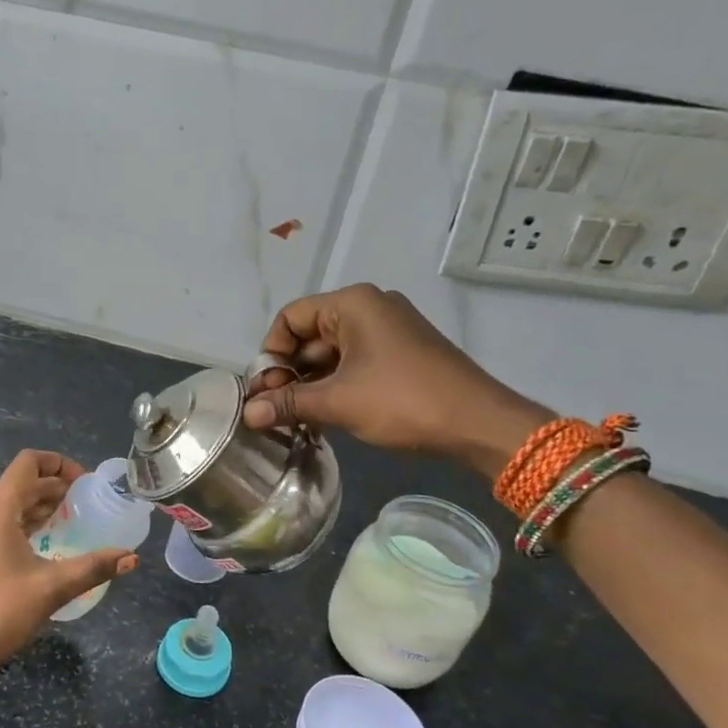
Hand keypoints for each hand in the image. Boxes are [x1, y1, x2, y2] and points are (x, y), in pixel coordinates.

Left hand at [0, 450, 136, 698]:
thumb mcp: (51, 588)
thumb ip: (93, 568)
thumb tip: (131, 558)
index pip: (28, 463)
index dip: (59, 463)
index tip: (86, 482)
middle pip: (21, 484)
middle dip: (55, 487)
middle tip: (87, 504)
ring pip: (11, 506)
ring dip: (41, 507)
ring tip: (72, 521)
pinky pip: (2, 526)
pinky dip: (27, 525)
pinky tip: (46, 546)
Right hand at [241, 284, 552, 476]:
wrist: (479, 423)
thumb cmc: (404, 401)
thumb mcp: (339, 402)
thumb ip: (289, 403)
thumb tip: (248, 414)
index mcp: (353, 304)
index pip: (291, 317)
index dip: (271, 352)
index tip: (265, 390)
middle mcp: (370, 307)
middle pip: (310, 334)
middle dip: (289, 371)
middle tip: (276, 409)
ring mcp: (388, 330)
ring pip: (331, 352)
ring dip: (310, 383)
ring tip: (296, 417)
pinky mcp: (401, 353)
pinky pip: (354, 362)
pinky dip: (335, 385)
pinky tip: (325, 414)